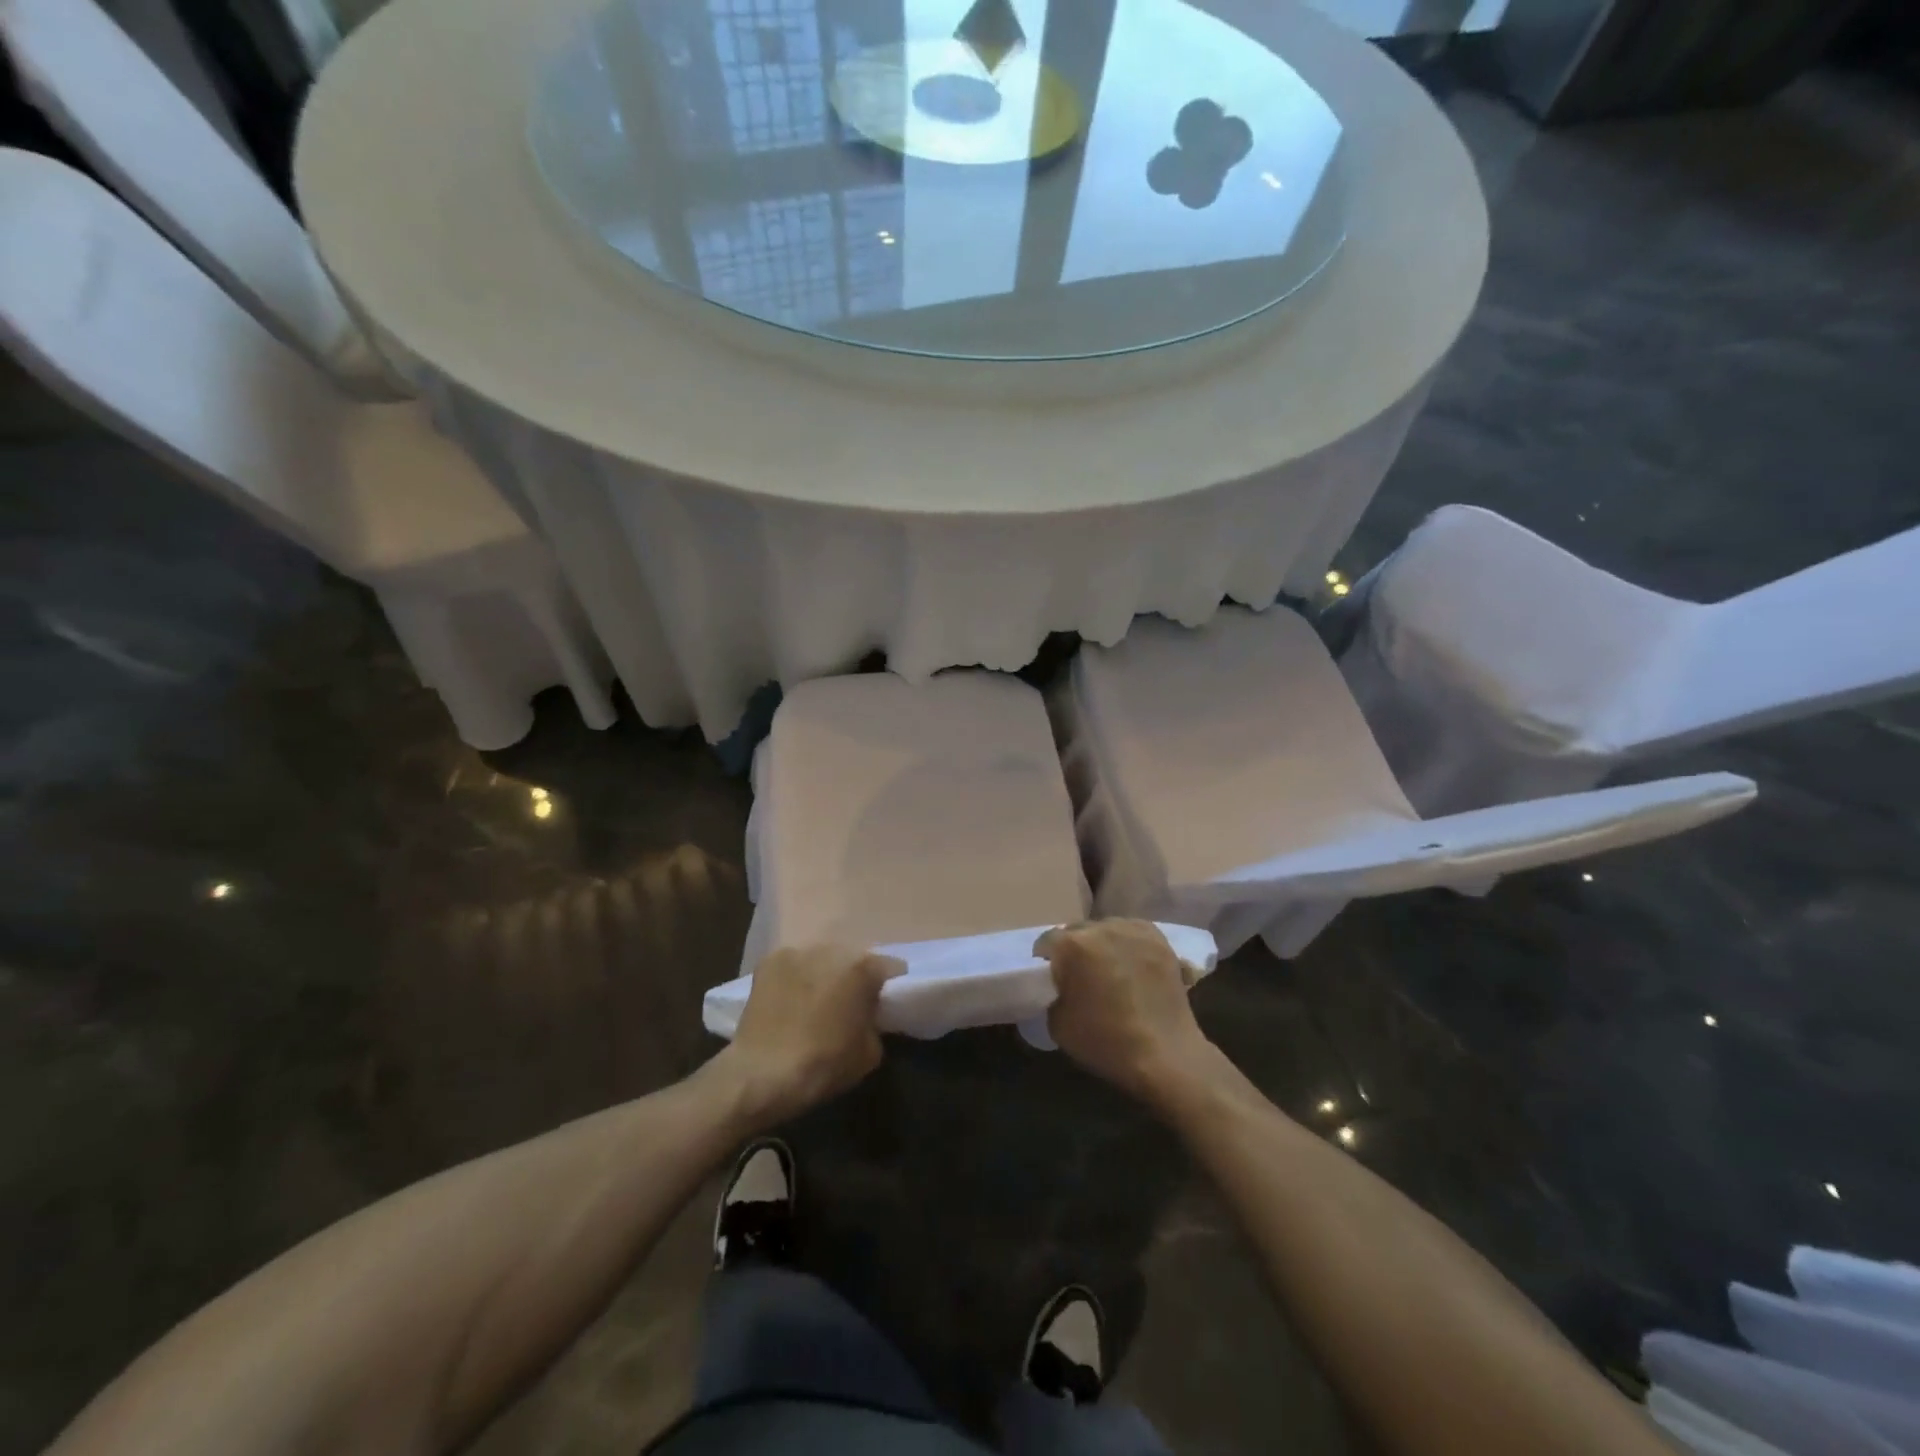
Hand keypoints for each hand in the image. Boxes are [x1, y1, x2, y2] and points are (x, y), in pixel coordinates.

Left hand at [714, 944, 903, 1127]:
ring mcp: (797, 953)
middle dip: (852, 976)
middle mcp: (831, 950)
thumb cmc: (823, 1065)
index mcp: (862, 969)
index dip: (890, 984)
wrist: (761, 1075)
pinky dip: (795, 977)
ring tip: (815, 998)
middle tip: (848, 1000)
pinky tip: (789, 998)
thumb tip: (867, 1014)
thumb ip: (874, 1022)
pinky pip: (792, 966)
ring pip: (820, 959)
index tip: (886, 999)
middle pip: (851, 958)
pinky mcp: (768, 962)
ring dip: (823, 973)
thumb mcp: (869, 1053)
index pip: (889, 966)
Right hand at [1036, 920, 1219, 1107]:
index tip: (1051, 977)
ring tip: (1110, 969)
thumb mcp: (1057, 1023)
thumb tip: (1059, 985)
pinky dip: (1128, 944)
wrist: (1165, 1055)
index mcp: (1072, 945)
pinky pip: (1133, 933)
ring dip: (1102, 944)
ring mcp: (1133, 930)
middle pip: (1077, 931)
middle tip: (1080, 975)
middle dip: (1075, 949)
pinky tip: (1133, 965)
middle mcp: (1101, 928)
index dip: (1046, 960)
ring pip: (1106, 929)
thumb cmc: (1105, 1041)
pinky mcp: (1159, 939)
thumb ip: (1052, 993)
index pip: (1047, 940)